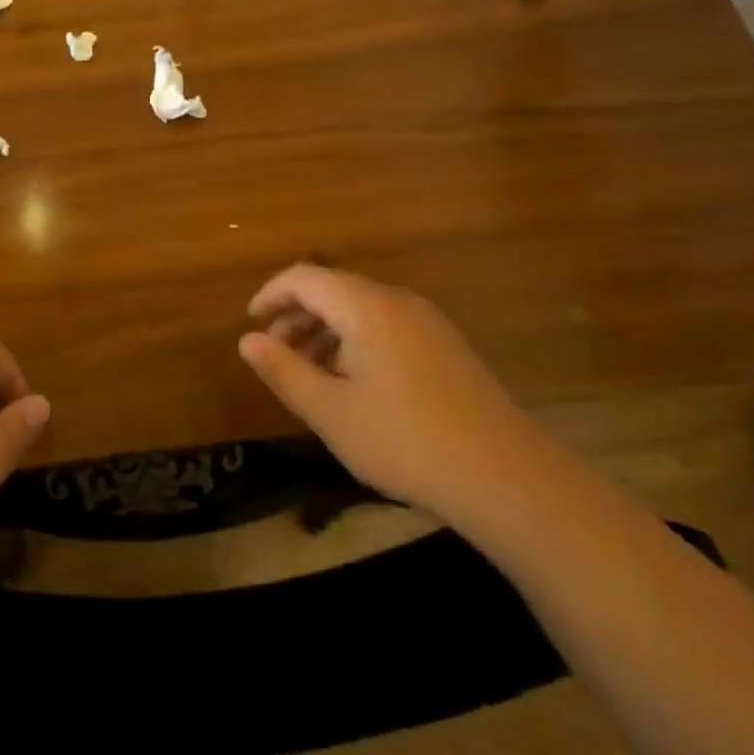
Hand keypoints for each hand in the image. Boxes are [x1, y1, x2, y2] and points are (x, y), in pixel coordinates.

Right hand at [239, 264, 545, 522]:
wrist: (505, 476)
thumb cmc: (404, 440)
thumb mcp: (330, 411)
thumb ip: (283, 371)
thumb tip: (249, 340)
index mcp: (365, 306)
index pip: (304, 277)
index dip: (271, 294)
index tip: (251, 322)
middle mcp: (397, 301)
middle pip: (333, 289)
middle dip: (297, 316)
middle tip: (275, 353)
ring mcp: (427, 322)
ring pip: (361, 310)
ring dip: (326, 331)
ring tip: (308, 373)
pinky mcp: (446, 347)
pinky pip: (387, 327)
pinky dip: (356, 342)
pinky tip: (353, 384)